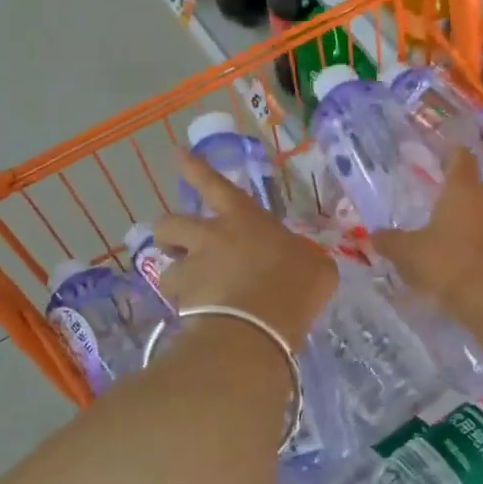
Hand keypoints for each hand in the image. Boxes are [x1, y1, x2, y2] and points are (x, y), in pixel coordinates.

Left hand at [152, 154, 337, 344]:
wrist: (259, 328)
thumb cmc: (295, 287)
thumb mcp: (317, 266)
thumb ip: (303, 258)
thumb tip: (302, 261)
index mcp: (244, 219)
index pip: (214, 184)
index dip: (196, 169)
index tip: (178, 155)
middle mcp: (210, 237)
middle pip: (170, 222)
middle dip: (169, 232)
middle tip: (177, 247)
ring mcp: (192, 269)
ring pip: (165, 266)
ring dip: (175, 274)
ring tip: (189, 291)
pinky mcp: (182, 302)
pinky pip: (176, 302)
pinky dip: (184, 309)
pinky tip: (198, 322)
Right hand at [375, 148, 482, 311]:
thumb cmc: (448, 263)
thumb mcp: (409, 253)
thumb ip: (391, 242)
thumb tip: (376, 235)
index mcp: (463, 190)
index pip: (461, 160)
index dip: (453, 156)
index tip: (446, 157)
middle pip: (476, 190)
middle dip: (460, 199)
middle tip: (440, 212)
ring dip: (475, 226)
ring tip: (454, 244)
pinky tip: (471, 267)